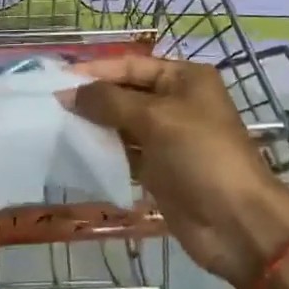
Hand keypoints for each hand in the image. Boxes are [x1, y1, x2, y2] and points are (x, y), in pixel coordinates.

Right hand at [65, 56, 288, 288]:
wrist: (237, 223)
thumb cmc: (201, 155)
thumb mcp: (155, 119)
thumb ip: (108, 102)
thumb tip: (68, 93)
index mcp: (184, 78)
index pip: (130, 65)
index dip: (96, 71)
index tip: (57, 80)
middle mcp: (176, 102)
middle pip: (125, 93)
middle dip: (92, 98)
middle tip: (51, 104)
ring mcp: (168, 137)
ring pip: (122, 123)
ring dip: (94, 125)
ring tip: (56, 126)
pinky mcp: (160, 169)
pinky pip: (125, 152)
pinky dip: (104, 151)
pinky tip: (76, 152)